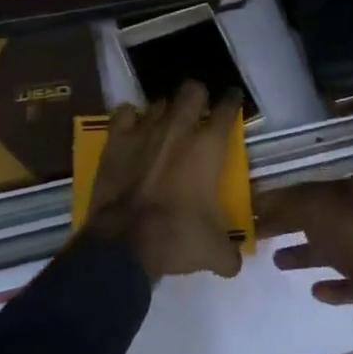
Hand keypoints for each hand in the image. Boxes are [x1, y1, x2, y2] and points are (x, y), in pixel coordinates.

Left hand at [86, 81, 244, 282]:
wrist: (124, 243)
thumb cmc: (176, 237)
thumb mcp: (213, 251)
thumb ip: (230, 253)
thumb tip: (236, 263)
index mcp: (208, 147)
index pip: (227, 109)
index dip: (232, 101)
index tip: (233, 99)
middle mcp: (179, 128)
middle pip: (192, 90)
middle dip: (197, 97)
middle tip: (198, 111)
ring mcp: (145, 129)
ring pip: (160, 102)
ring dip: (165, 112)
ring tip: (165, 126)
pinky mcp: (116, 139)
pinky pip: (124, 113)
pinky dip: (130, 117)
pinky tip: (133, 128)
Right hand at [256, 179, 352, 312]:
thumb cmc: (350, 235)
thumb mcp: (313, 208)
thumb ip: (287, 204)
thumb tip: (263, 203)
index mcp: (346, 193)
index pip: (305, 190)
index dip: (277, 199)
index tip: (252, 208)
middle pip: (313, 218)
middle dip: (285, 224)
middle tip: (257, 232)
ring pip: (327, 249)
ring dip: (303, 254)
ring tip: (277, 262)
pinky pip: (344, 280)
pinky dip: (329, 285)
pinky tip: (314, 290)